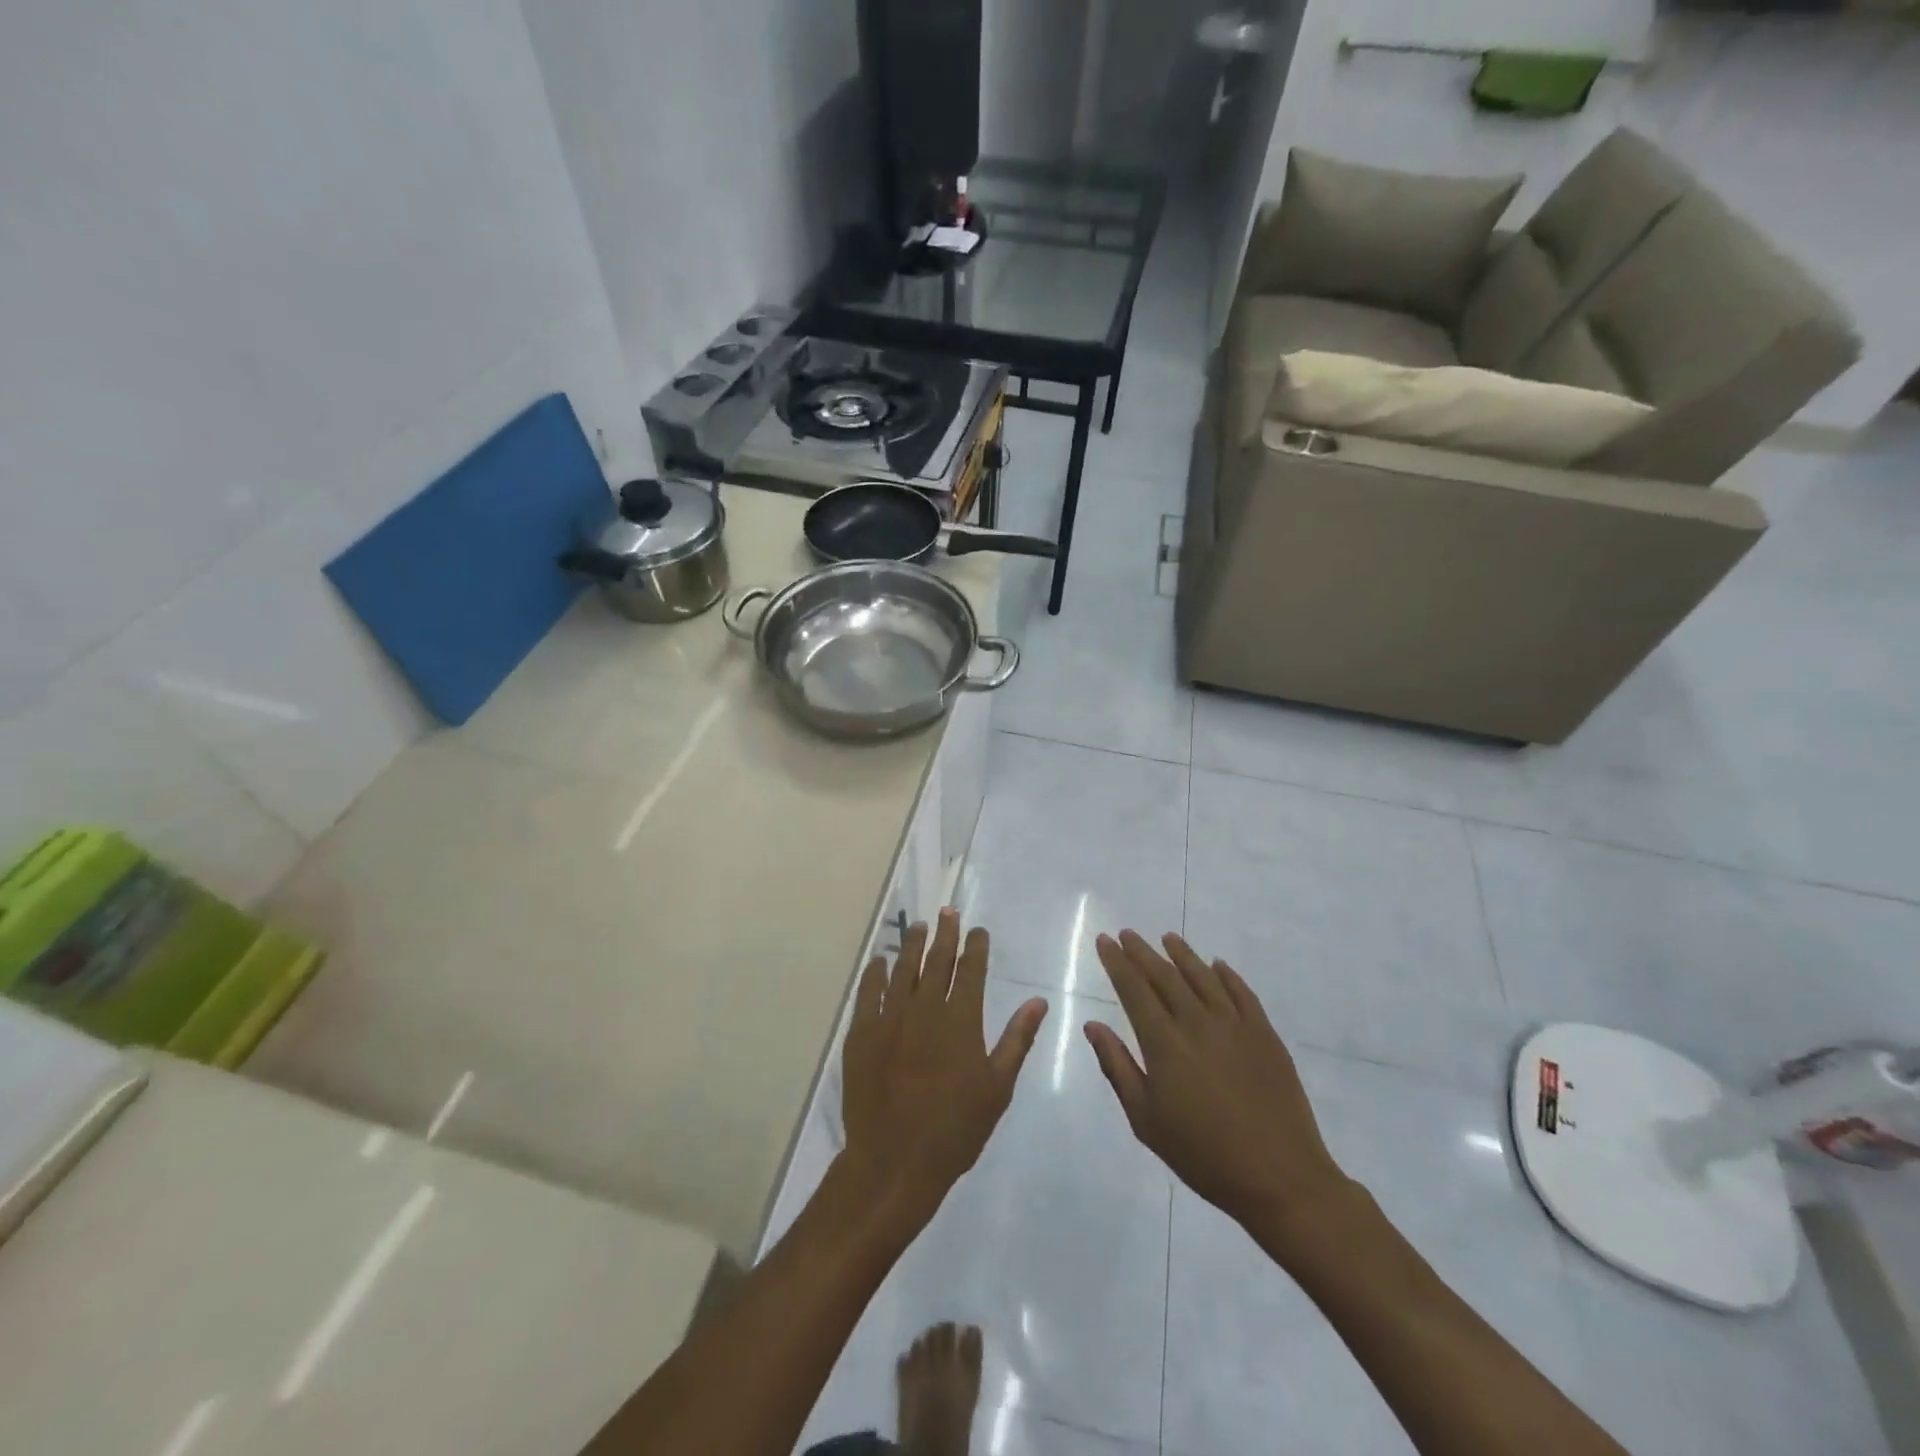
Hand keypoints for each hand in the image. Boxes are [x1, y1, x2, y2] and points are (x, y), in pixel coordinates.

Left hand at [841, 908, 1047, 1228]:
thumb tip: (1038, 1001)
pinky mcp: (862, 1033)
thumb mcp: (997, 1087)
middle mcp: (925, 1009)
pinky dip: (875, 973)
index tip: (978, 930)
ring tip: (919, 926)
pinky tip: (880, 961)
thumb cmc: (955, 1129)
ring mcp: (890, 1018)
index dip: (975, 946)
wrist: (895, 1161)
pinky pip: (869, 992)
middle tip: (948, 912)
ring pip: (903, 970)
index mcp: (960, 1020)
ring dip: (912, 945)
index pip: (971, 970)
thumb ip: (1017, 1039)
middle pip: (937, 961)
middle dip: (945, 933)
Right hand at [1085, 930, 1350, 1234]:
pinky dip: (1226, 975)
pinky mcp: (1265, 1035)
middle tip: (1127, 934)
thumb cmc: (1203, 1154)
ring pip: (1203, 977)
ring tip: (1168, 938)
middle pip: (1165, 976)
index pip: (1134, 989)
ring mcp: (1235, 1025)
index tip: (1105, 941)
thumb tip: (1093, 1026)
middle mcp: (1197, 1023)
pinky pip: (1242, 993)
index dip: (1117, 963)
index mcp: (1164, 1043)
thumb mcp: (1146, 1120)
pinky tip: (1217, 965)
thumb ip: (1117, 1067)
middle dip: (1142, 952)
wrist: (1280, 1178)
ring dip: (1182, 954)